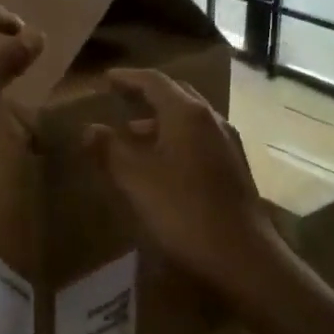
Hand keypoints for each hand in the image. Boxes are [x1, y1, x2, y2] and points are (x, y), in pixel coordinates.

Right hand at [83, 69, 283, 286]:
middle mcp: (211, 119)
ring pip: (189, 117)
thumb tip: (89, 128)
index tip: (107, 79)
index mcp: (186, 113)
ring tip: (134, 132)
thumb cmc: (183, 210)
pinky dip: (176, 136)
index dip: (128, 78)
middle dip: (146, 93)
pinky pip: (199, 136)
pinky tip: (163, 160)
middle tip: (121, 97)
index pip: (154, 81)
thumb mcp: (135, 179)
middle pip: (176, 93)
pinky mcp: (234, 166)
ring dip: (161, 118)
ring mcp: (227, 142)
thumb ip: (109, 149)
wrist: (243, 256)